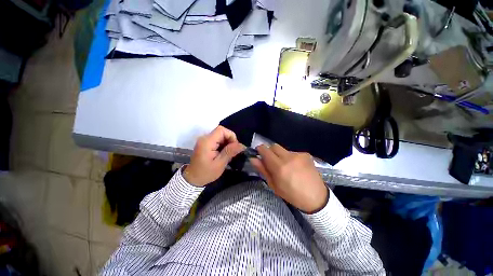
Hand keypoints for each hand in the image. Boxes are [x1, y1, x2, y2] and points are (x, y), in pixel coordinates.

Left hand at [184, 126, 244, 186]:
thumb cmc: (206, 173)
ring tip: (228, 153)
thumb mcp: (220, 164)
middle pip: (221, 132)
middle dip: (230, 140)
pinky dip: (222, 144)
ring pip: (220, 135)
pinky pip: (217, 139)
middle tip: (232, 152)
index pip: (222, 130)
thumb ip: (230, 152)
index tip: (234, 147)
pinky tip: (223, 153)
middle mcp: (205, 138)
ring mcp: (204, 140)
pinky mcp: (205, 143)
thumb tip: (242, 145)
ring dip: (227, 143)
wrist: (193, 178)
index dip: (231, 136)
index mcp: (207, 142)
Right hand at [250, 144, 327, 213]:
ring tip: (286, 166)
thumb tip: (253, 159)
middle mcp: (289, 157)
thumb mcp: (274, 185)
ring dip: (281, 155)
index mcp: (279, 167)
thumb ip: (263, 170)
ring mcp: (299, 155)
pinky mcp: (306, 154)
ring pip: (283, 149)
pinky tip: (296, 167)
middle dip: (270, 152)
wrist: (316, 197)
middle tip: (272, 162)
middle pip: (274, 146)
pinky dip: (290, 158)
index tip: (259, 154)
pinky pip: (293, 152)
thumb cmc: (292, 194)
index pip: (265, 150)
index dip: (260, 150)